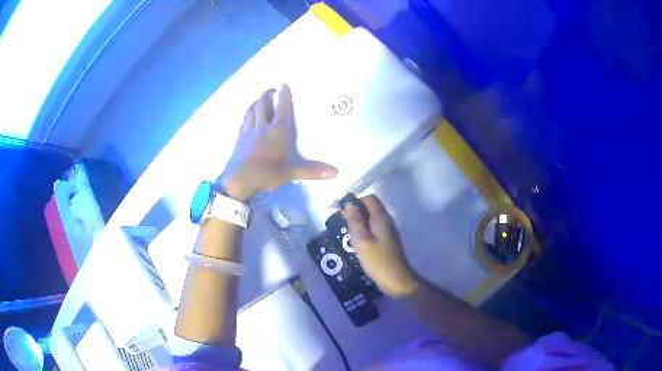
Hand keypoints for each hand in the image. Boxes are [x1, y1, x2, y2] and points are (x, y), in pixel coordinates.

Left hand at [218, 85, 337, 200]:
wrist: (238, 181)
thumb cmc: (266, 174)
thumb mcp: (291, 172)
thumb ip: (312, 170)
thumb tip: (336, 173)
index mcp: (276, 131)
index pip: (282, 109)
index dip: (284, 96)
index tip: (284, 85)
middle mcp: (262, 127)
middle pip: (262, 105)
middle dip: (267, 95)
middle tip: (271, 89)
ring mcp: (248, 133)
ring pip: (250, 112)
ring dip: (255, 103)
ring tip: (258, 99)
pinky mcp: (238, 140)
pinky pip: (243, 123)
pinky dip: (246, 118)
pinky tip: (246, 119)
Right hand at [343, 195, 420, 297]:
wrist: (396, 279)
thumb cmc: (378, 260)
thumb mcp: (361, 240)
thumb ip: (355, 221)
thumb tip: (349, 204)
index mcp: (381, 218)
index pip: (370, 199)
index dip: (356, 201)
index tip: (343, 211)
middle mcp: (387, 221)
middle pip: (371, 208)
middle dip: (356, 211)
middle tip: (343, 222)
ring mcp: (388, 232)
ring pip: (372, 219)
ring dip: (360, 222)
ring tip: (347, 232)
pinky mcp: (387, 242)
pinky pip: (374, 230)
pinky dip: (365, 231)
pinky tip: (357, 242)